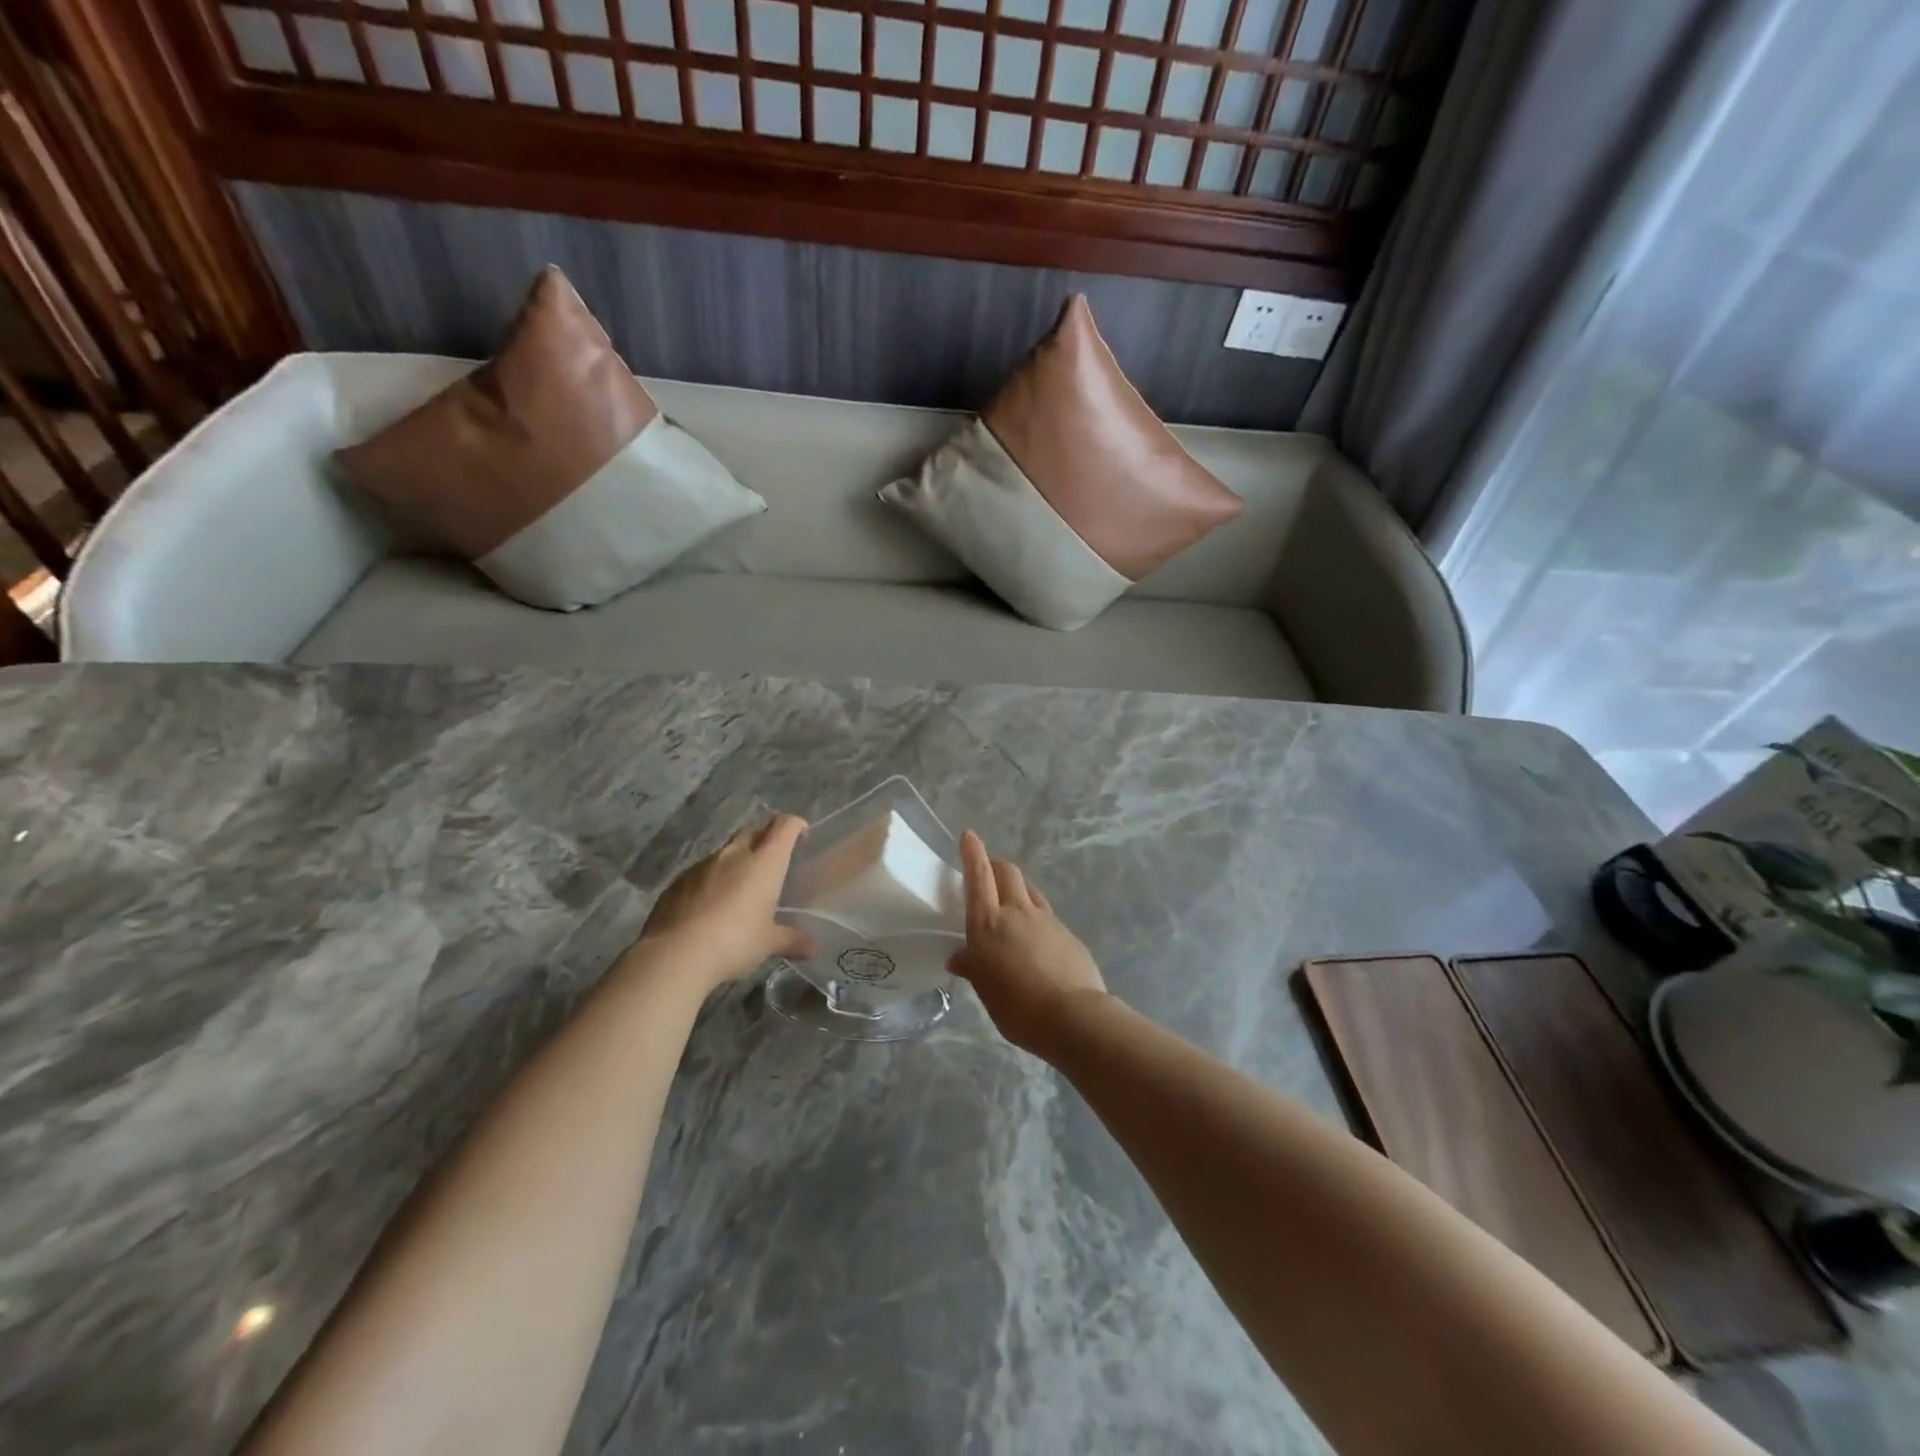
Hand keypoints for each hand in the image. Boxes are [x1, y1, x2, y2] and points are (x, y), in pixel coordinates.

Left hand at [634, 814, 811, 989]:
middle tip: (769, 861)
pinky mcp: (677, 881)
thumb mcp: (768, 943)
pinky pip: (700, 873)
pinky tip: (708, 907)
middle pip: (752, 832)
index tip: (801, 832)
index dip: (794, 824)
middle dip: (763, 839)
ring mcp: (702, 865)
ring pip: (724, 853)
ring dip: (734, 863)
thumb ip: (791, 940)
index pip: (784, 827)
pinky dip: (710, 881)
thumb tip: (812, 947)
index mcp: (764, 862)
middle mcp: (734, 854)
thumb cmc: (735, 941)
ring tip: (737, 888)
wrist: (676, 954)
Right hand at [949, 830, 1106, 1055]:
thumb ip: (974, 968)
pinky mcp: (1068, 934)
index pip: (979, 876)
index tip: (968, 835)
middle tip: (987, 870)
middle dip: (995, 864)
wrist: (1073, 1016)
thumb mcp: (985, 990)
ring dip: (1017, 886)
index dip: (972, 853)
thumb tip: (959, 958)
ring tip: (1010, 899)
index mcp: (989, 923)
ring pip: (1029, 889)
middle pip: (1008, 872)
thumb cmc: (1017, 1006)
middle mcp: (1017, 912)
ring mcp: (1047, 920)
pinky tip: (1035, 936)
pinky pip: (1047, 914)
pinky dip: (1036, 915)